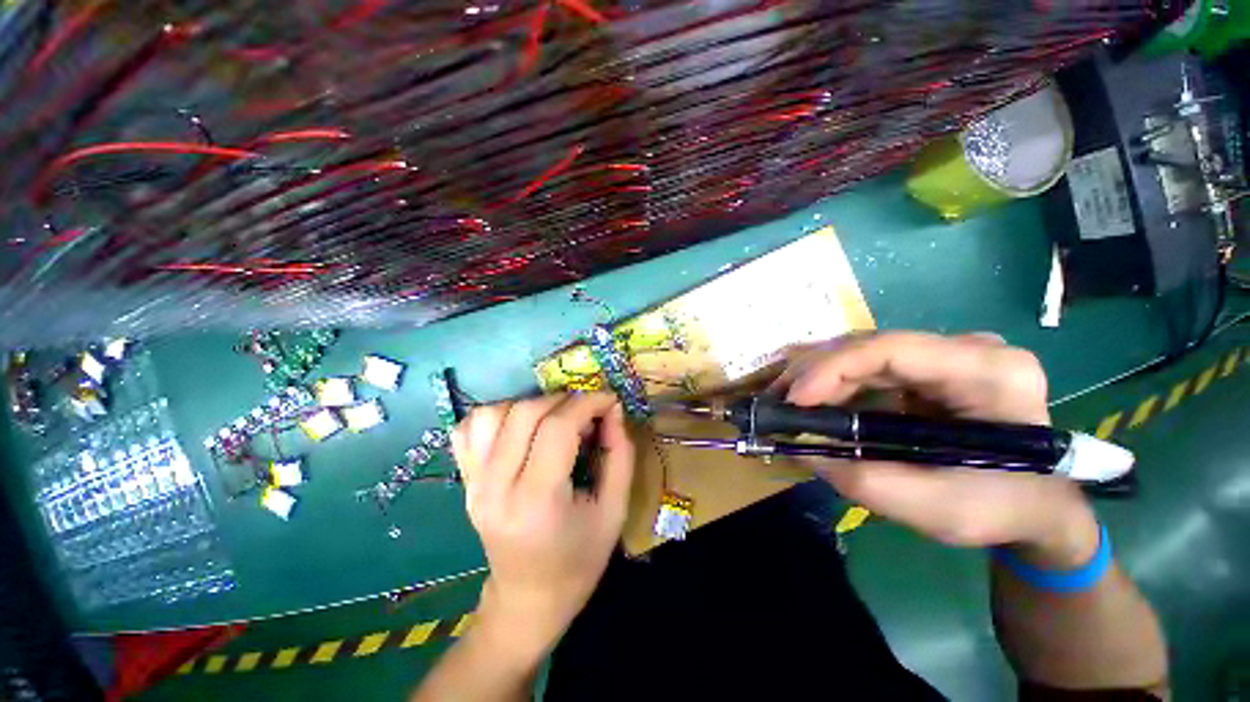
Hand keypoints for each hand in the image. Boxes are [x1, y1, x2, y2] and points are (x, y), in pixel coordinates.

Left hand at [452, 393, 634, 657]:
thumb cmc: (579, 560)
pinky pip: (468, 429)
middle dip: (563, 400)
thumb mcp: (614, 510)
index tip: (609, 399)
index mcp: (537, 502)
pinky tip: (519, 426)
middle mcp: (496, 488)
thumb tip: (613, 409)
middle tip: (587, 410)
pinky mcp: (464, 482)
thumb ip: (620, 455)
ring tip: (554, 418)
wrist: (528, 599)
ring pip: (492, 413)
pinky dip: (496, 414)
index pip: (557, 428)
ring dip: (530, 404)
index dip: (588, 403)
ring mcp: (473, 484)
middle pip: (524, 414)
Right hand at [772, 332, 1098, 568]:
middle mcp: (969, 350)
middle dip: (815, 372)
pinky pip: (869, 368)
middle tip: (777, 401)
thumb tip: (800, 450)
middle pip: (871, 346)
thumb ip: (864, 482)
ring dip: (818, 376)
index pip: (894, 350)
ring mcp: (948, 355)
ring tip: (784, 401)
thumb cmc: (1003, 509)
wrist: (1039, 505)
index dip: (833, 368)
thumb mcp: (936, 510)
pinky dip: (834, 384)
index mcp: (990, 374)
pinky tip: (810, 401)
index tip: (793, 400)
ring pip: (863, 353)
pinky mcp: (929, 368)